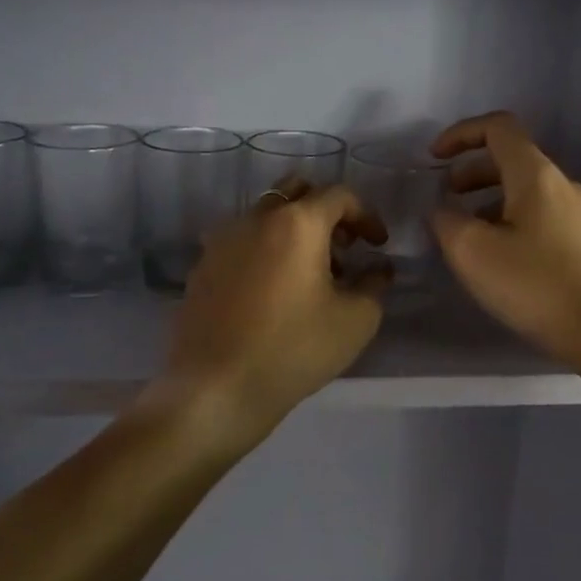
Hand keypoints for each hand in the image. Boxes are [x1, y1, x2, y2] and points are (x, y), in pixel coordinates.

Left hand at [163, 181, 388, 438]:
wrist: (215, 389)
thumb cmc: (294, 349)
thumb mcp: (355, 321)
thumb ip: (375, 284)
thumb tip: (378, 269)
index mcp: (297, 222)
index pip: (340, 195)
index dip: (367, 215)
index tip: (377, 245)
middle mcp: (256, 218)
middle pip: (297, 191)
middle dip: (327, 211)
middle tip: (343, 247)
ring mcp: (222, 240)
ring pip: (266, 216)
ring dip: (295, 231)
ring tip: (310, 275)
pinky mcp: (202, 266)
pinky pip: (242, 242)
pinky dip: (266, 251)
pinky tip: (273, 292)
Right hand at [430, 112, 580, 363]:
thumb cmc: (536, 285)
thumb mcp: (473, 252)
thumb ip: (447, 221)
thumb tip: (443, 210)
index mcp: (535, 175)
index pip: (498, 127)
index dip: (461, 134)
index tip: (434, 159)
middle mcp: (561, 185)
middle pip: (511, 159)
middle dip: (471, 172)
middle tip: (446, 199)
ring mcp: (579, 214)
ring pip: (525, 191)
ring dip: (489, 200)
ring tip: (466, 234)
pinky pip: (540, 216)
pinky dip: (510, 221)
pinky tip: (499, 259)